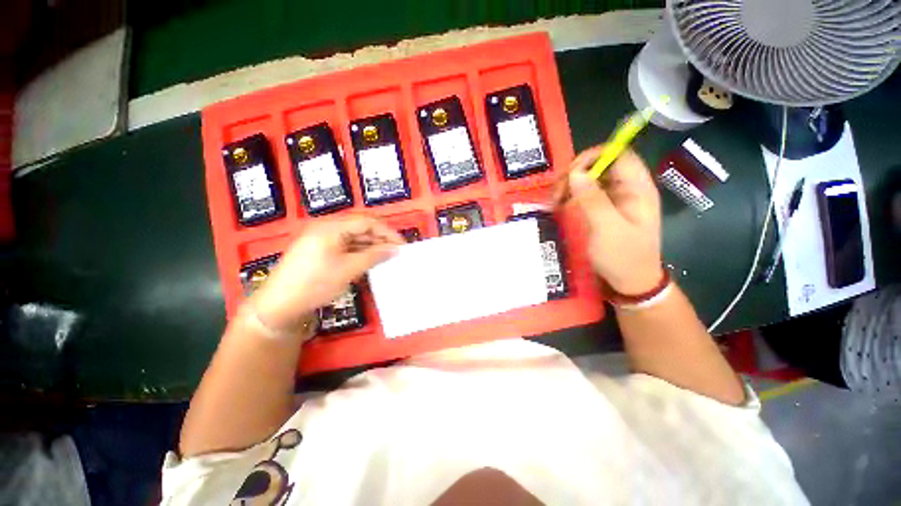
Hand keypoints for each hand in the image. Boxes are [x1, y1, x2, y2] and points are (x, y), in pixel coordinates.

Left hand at [248, 215, 403, 334]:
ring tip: (385, 257)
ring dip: (370, 245)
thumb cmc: (315, 284)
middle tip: (395, 252)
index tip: (402, 245)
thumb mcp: (349, 269)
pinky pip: (345, 245)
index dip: (387, 232)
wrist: (279, 304)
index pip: (367, 222)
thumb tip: (395, 249)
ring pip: (353, 236)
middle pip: (360, 227)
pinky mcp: (319, 249)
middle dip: (380, 238)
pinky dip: (359, 251)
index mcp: (331, 227)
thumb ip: (374, 256)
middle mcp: (326, 227)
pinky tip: (369, 260)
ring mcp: (321, 238)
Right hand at [566, 146, 663, 294]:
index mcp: (637, 189)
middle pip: (601, 165)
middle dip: (576, 174)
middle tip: (557, 192)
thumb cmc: (623, 257)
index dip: (594, 156)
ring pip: (591, 179)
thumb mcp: (607, 229)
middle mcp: (628, 189)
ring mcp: (615, 199)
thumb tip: (575, 174)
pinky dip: (571, 196)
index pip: (619, 155)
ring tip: (555, 201)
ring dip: (570, 185)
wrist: (631, 282)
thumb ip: (593, 200)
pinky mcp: (604, 209)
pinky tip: (560, 206)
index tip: (570, 173)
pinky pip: (586, 194)